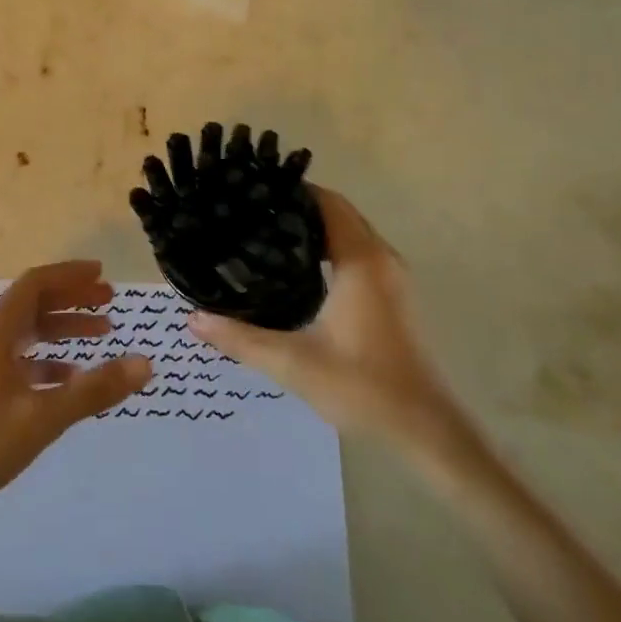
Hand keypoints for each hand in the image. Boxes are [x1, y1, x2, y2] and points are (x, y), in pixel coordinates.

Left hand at [0, 261, 150, 513]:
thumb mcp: (43, 415)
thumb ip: (94, 390)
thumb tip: (145, 363)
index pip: (36, 283)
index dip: (70, 275)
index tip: (102, 274)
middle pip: (34, 303)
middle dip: (72, 299)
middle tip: (110, 302)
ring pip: (27, 332)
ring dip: (62, 329)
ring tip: (101, 335)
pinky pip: (19, 359)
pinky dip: (47, 360)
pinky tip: (69, 377)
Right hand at [188, 186, 457, 446]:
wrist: (428, 431)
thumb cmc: (365, 388)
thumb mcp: (294, 363)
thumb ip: (240, 338)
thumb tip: (192, 319)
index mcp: (361, 261)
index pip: (326, 202)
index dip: (291, 190)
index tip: (251, 189)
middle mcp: (380, 258)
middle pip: (338, 211)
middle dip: (296, 205)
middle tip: (248, 209)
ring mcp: (392, 277)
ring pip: (349, 231)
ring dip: (313, 226)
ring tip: (265, 232)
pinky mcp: (393, 296)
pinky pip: (357, 251)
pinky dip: (328, 245)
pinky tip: (297, 266)